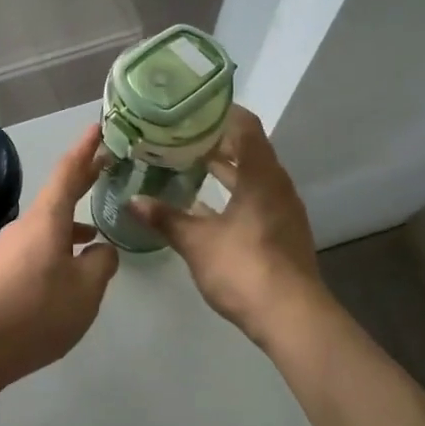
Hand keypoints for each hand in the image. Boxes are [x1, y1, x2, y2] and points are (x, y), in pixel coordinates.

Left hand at [0, 125, 119, 384]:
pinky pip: (35, 250)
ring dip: (71, 225)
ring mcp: (7, 249)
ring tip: (96, 236)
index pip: (68, 172)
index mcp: (47, 219)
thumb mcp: (86, 289)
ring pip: (47, 228)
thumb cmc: (38, 310)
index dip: (86, 150)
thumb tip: (101, 248)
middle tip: (104, 166)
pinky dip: (56, 249)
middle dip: (81, 181)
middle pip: (56, 196)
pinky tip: (66, 273)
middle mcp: (24, 226)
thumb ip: (101, 263)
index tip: (97, 127)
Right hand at [129, 106, 327, 347]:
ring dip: (224, 167)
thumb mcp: (196, 241)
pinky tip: (204, 204)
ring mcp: (282, 209)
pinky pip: (255, 197)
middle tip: (179, 134)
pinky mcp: (281, 231)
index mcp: (261, 175)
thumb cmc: (244, 267)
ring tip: (187, 162)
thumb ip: (165, 218)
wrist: (292, 317)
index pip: (245, 125)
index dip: (219, 112)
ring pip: (252, 175)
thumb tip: (132, 201)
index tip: (190, 108)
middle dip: (215, 140)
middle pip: (249, 148)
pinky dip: (232, 192)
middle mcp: (276, 184)